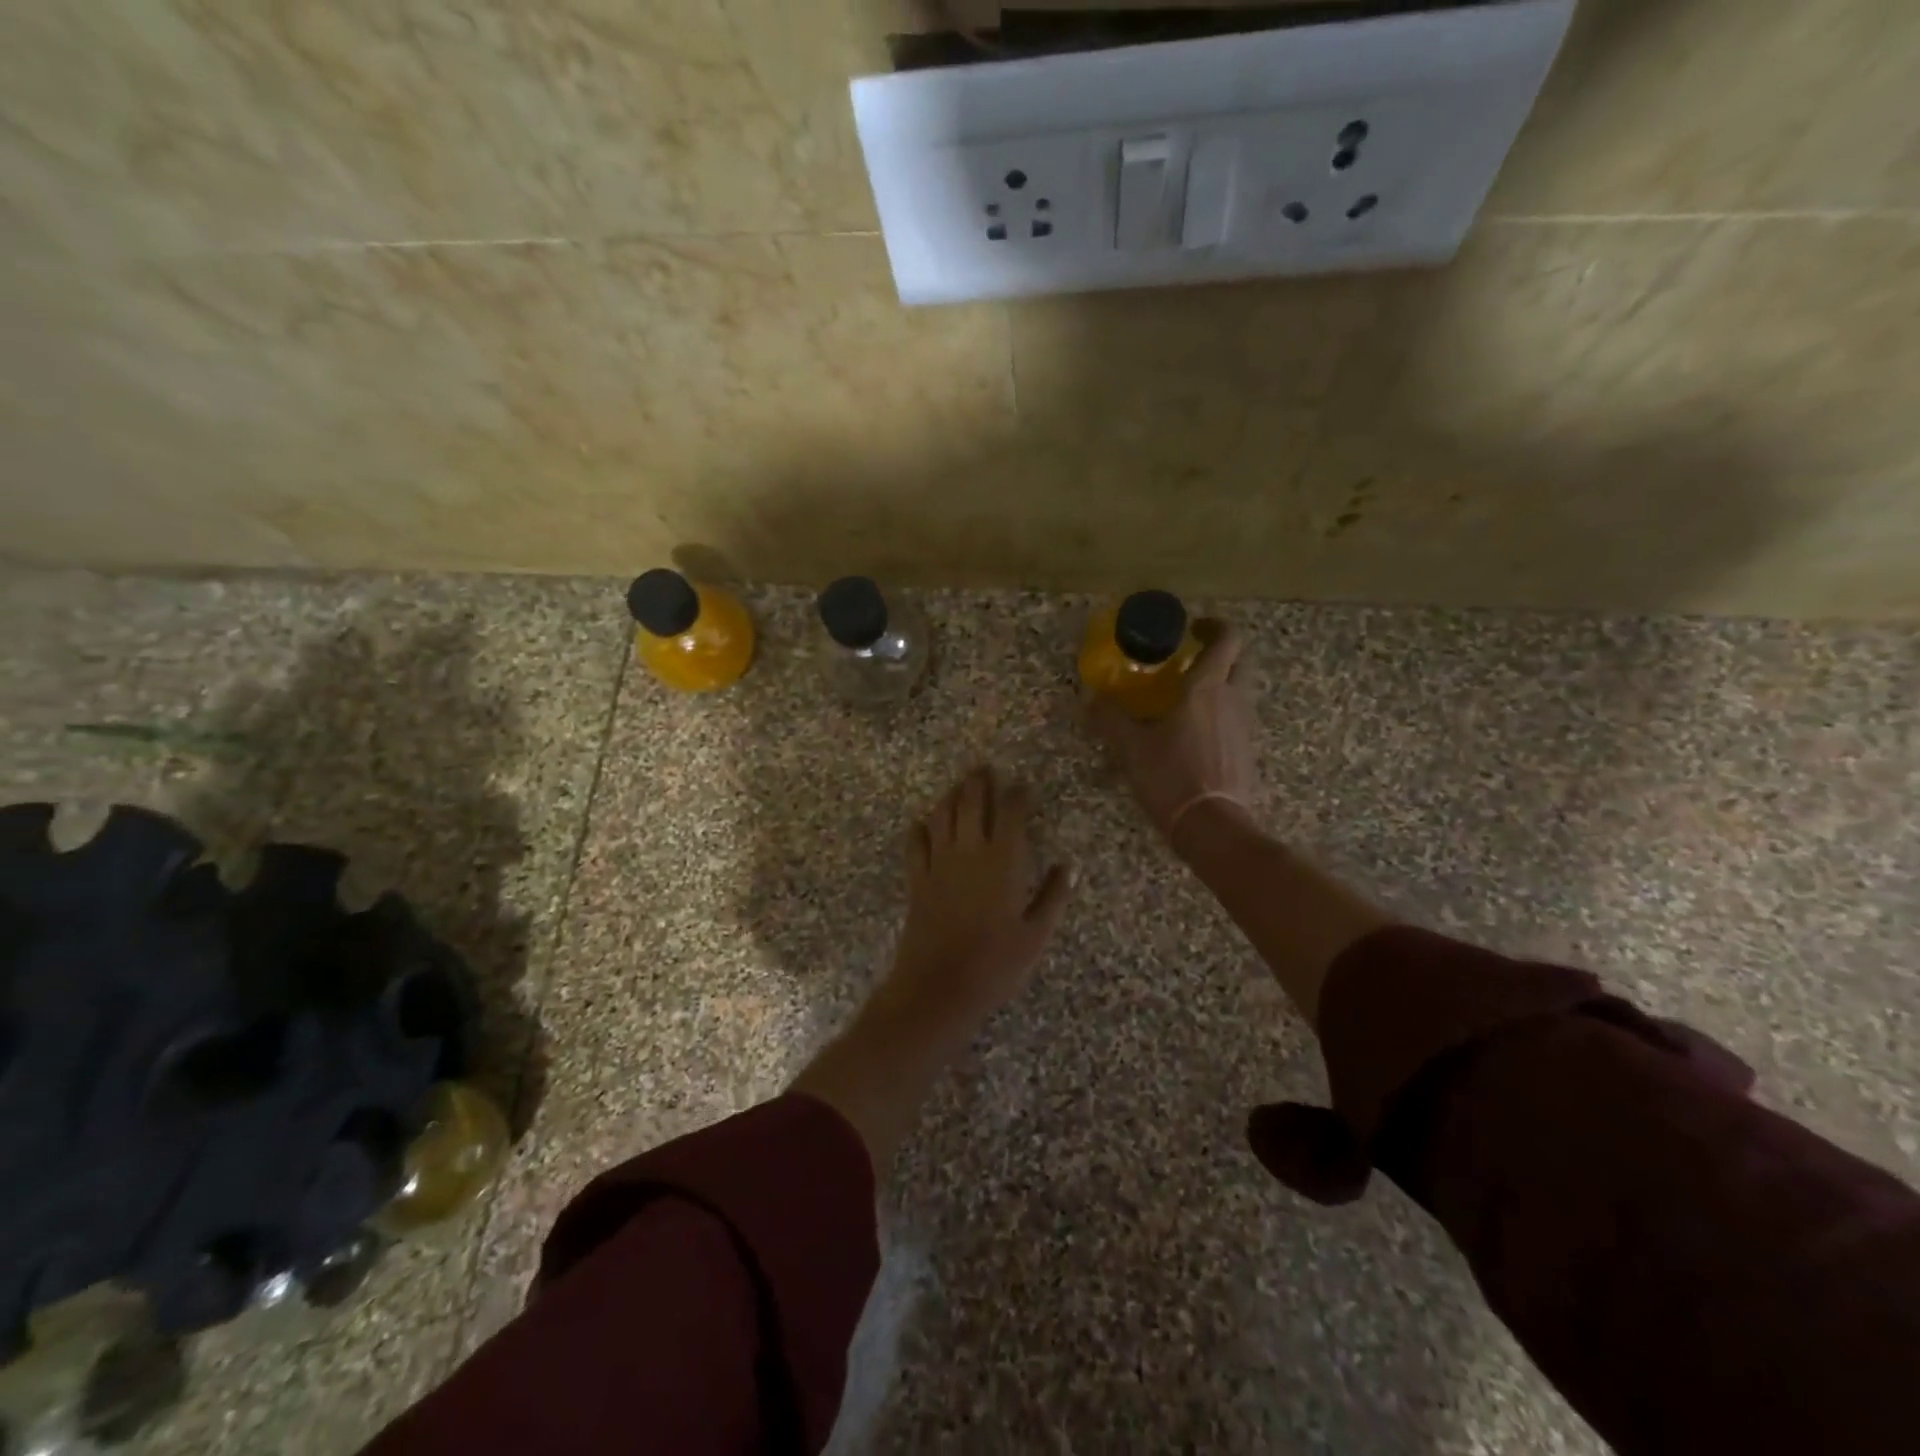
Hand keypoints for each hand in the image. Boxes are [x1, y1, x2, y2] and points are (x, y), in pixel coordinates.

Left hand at [881, 765, 1073, 1032]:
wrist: (939, 987)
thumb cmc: (996, 964)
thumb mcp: (1036, 935)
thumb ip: (1053, 896)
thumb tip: (1068, 866)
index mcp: (1003, 860)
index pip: (1010, 813)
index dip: (1017, 795)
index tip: (1022, 786)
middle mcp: (969, 851)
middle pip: (970, 802)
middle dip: (978, 782)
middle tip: (984, 768)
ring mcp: (938, 863)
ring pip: (941, 815)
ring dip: (950, 796)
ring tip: (959, 786)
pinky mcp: (917, 879)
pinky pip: (916, 842)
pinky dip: (921, 827)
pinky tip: (925, 823)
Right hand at [1088, 620, 1258, 853]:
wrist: (1212, 825)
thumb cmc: (1171, 776)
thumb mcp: (1131, 747)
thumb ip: (1110, 719)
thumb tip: (1090, 700)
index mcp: (1207, 688)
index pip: (1227, 639)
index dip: (1214, 626)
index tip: (1193, 629)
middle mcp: (1233, 699)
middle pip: (1241, 661)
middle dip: (1221, 653)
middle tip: (1191, 660)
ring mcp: (1245, 726)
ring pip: (1240, 691)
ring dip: (1221, 684)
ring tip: (1187, 699)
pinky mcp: (1248, 751)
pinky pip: (1237, 719)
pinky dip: (1221, 714)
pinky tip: (1195, 734)